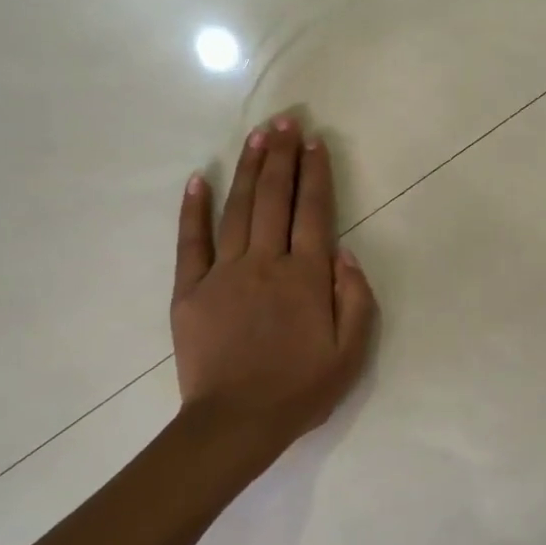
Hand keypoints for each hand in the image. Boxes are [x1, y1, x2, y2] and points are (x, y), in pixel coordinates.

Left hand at [171, 114, 377, 453]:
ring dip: (249, 169)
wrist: (236, 423)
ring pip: (238, 209)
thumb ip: (356, 298)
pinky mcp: (190, 290)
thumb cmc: (300, 390)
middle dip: (281, 157)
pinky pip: (190, 241)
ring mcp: (223, 274)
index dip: (315, 174)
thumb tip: (345, 252)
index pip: (314, 212)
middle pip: (275, 199)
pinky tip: (200, 178)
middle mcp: (266, 263)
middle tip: (285, 121)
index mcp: (306, 278)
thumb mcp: (351, 353)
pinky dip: (194, 209)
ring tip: (257, 136)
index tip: (314, 142)